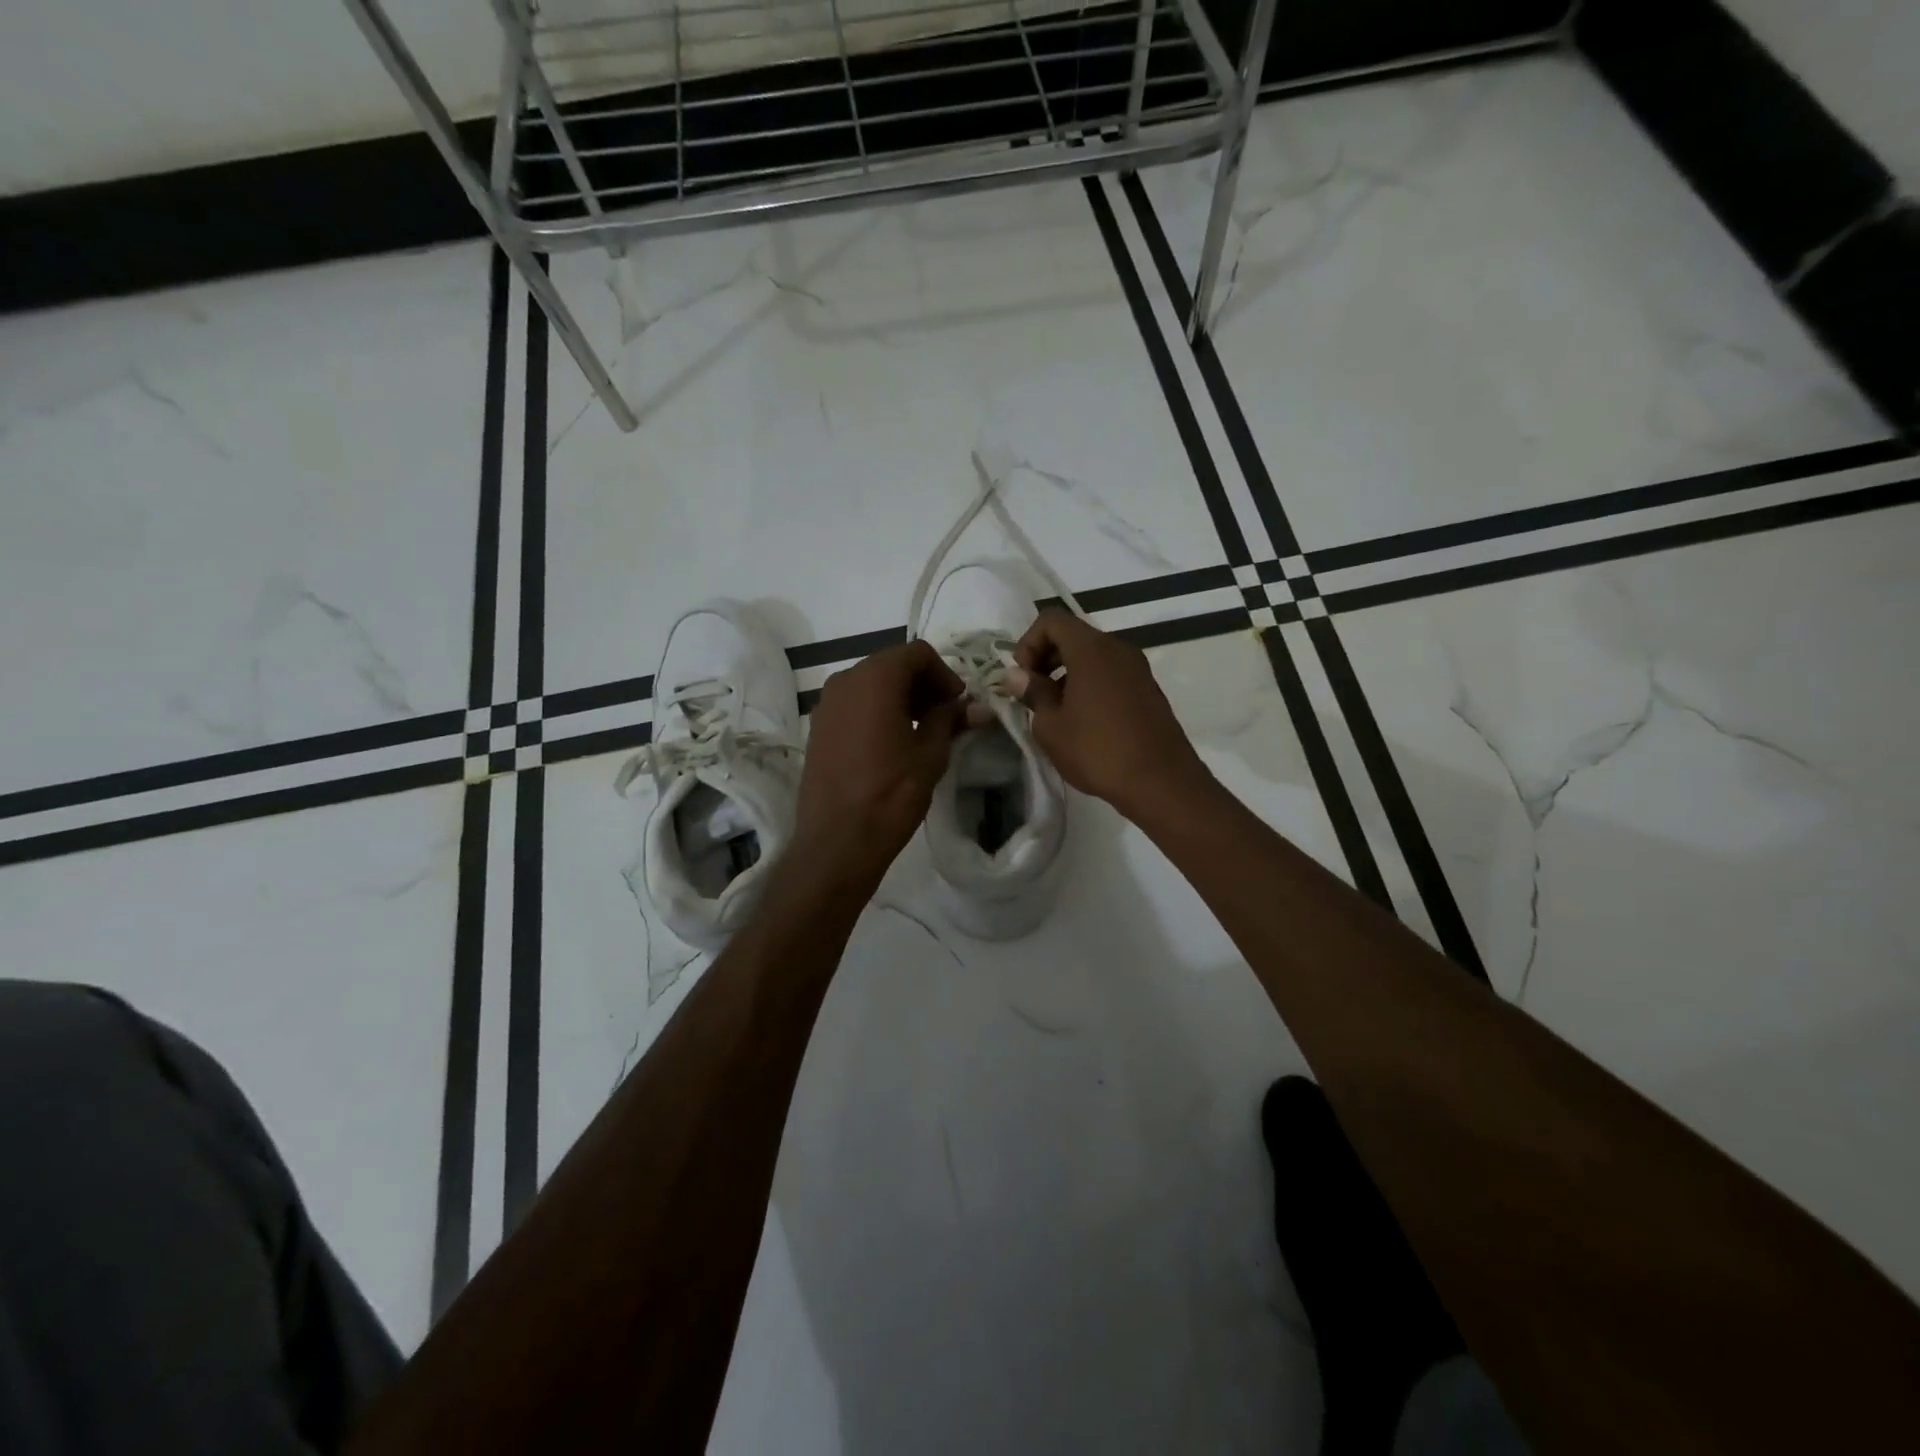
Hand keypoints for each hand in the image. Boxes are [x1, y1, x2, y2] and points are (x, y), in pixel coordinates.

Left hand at [793, 639, 967, 890]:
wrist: (837, 842)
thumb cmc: (891, 794)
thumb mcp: (931, 755)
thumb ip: (951, 720)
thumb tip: (977, 706)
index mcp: (874, 679)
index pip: (917, 653)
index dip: (944, 673)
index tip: (958, 704)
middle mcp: (845, 681)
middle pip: (892, 664)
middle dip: (923, 684)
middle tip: (946, 716)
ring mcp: (826, 704)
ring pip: (871, 684)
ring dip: (900, 697)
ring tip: (922, 731)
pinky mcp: (818, 728)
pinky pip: (854, 704)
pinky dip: (877, 710)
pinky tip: (893, 742)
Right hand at [1011, 610, 1213, 823]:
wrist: (1161, 782)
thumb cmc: (1098, 751)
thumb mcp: (1051, 726)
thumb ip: (1032, 693)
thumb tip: (1016, 675)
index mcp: (1092, 649)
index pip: (1052, 620)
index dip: (1028, 643)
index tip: (1023, 678)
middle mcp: (1118, 649)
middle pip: (1073, 635)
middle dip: (1046, 658)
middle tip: (1033, 694)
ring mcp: (1138, 669)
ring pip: (1093, 656)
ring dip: (1067, 674)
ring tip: (1056, 713)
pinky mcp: (1148, 690)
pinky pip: (1111, 674)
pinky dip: (1090, 685)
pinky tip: (1084, 722)